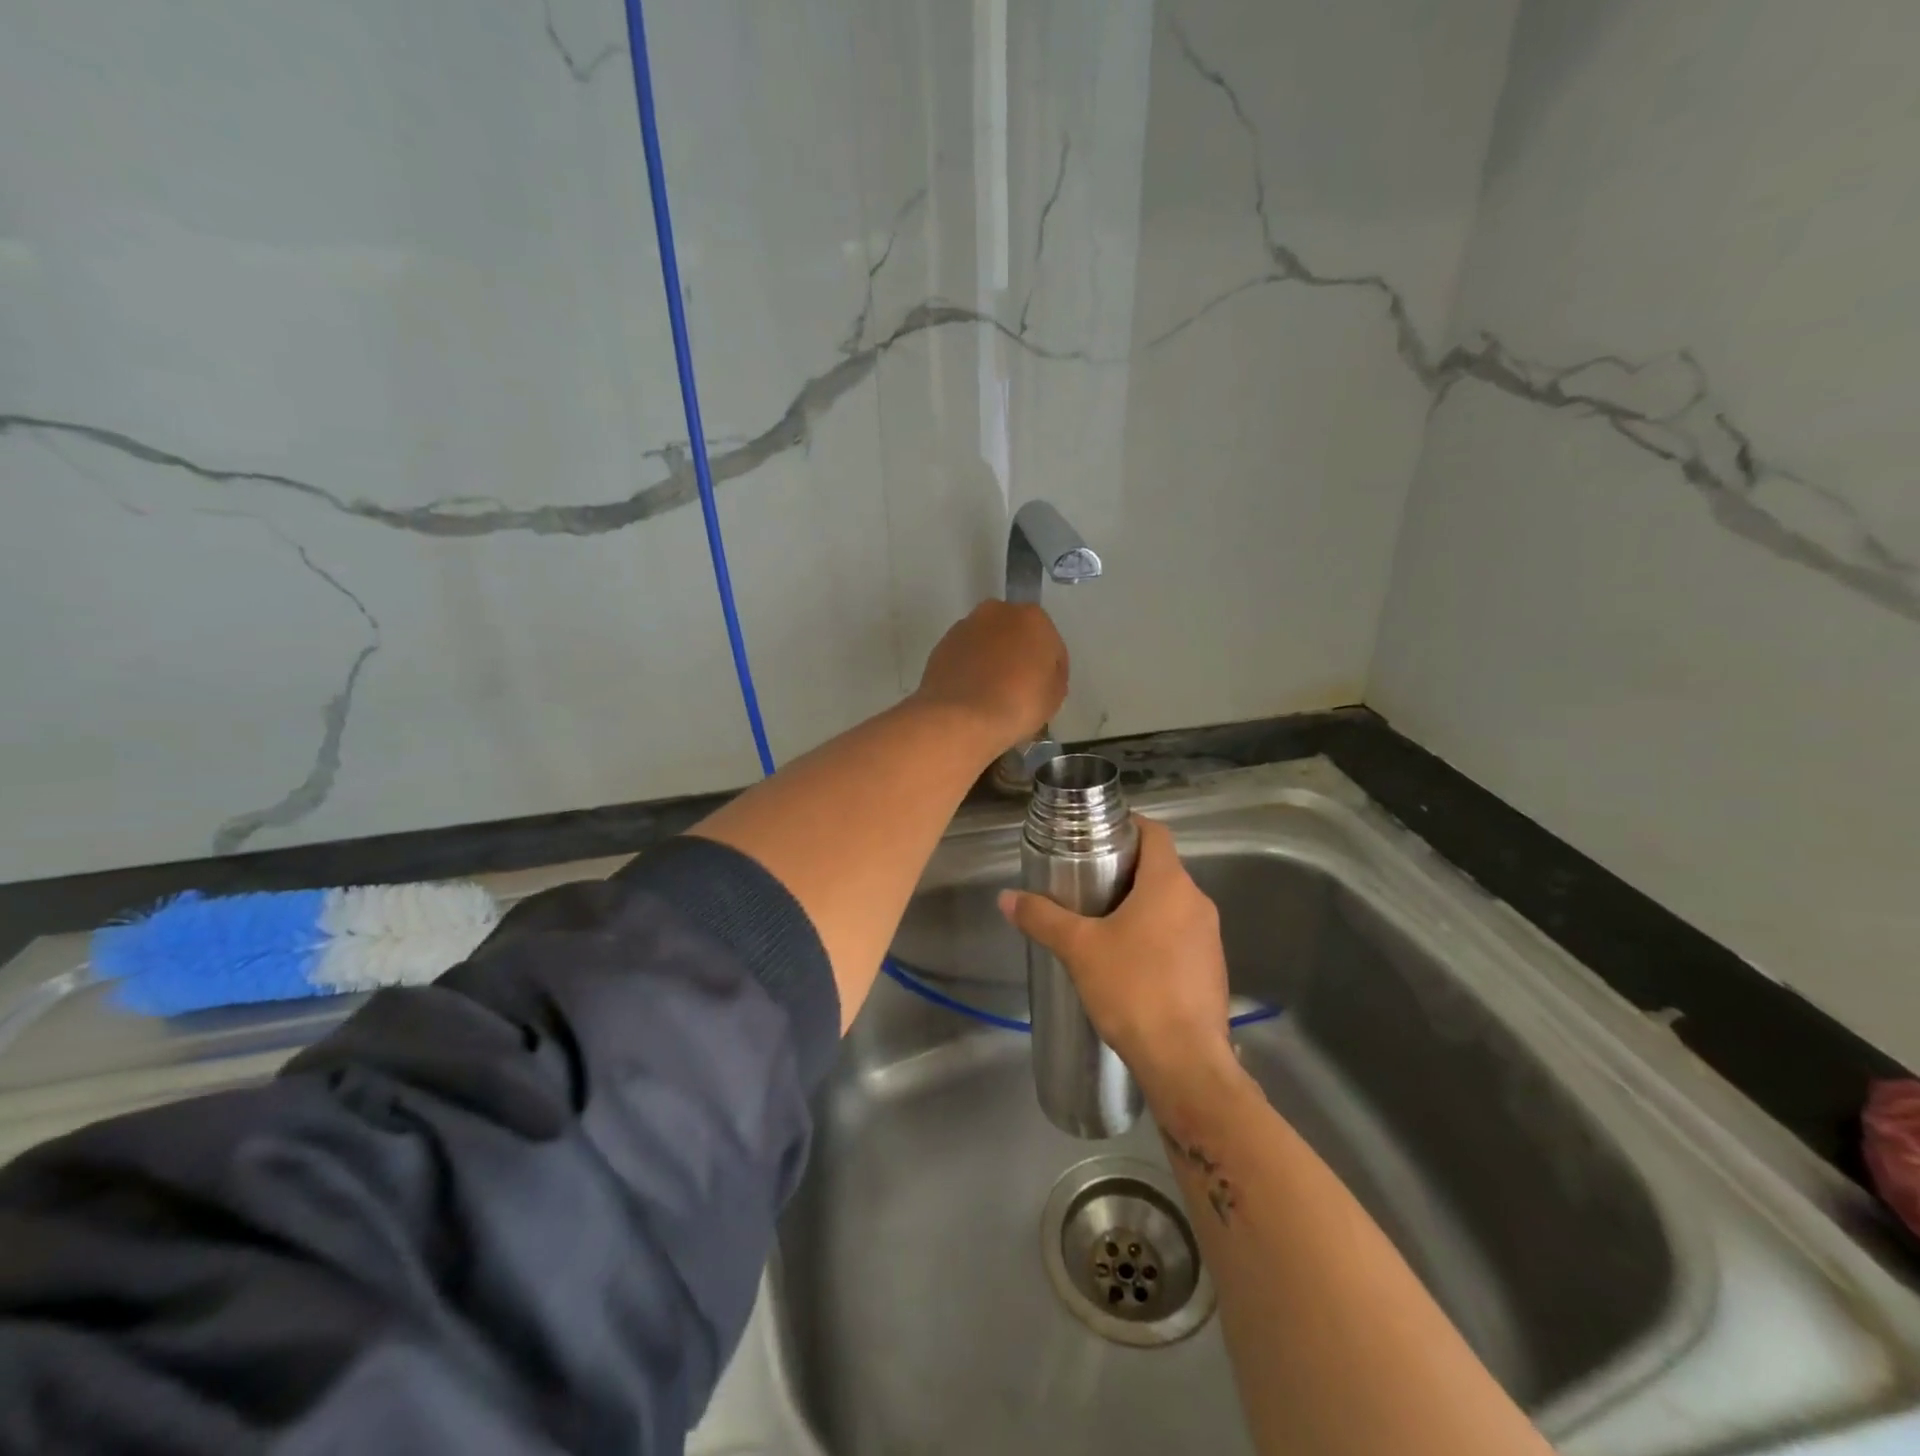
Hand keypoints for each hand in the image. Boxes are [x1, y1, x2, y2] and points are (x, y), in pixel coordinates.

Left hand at [914, 601, 1067, 749]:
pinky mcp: (941, 645)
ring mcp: (965, 627)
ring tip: (992, 693)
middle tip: (1020, 689)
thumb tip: (1042, 674)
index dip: (1051, 670)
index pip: (1051, 644)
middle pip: (1016, 635)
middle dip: (1019, 656)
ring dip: (992, 660)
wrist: (960, 718)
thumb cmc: (1018, 704)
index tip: (1046, 691)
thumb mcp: (1054, 697)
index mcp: (1033, 618)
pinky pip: (965, 656)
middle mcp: (997, 612)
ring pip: (987, 643)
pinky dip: (970, 669)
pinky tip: (972, 694)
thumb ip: (1053, 677)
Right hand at [998, 816, 1235, 1101]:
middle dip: (1125, 871)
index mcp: (1170, 884)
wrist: (1185, 1062)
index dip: (1127, 826)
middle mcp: (1197, 902)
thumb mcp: (1079, 949)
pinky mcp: (1212, 969)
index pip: (1155, 832)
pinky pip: (1181, 935)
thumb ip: (1042, 918)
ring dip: (1140, 906)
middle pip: (1161, 868)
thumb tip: (1006, 898)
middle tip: (1086, 882)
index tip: (1096, 836)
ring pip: (1171, 904)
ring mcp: (1210, 937)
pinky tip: (1129, 962)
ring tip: (1101, 923)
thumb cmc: (1133, 989)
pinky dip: (1156, 935)